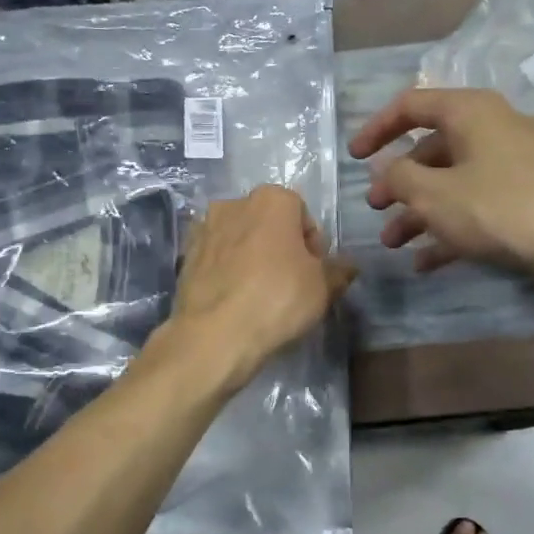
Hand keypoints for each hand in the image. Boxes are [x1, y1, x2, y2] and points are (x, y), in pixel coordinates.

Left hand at [159, 184, 355, 387]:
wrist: (215, 334)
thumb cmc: (278, 300)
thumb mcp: (323, 288)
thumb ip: (338, 270)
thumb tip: (348, 266)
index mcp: (272, 199)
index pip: (302, 214)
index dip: (312, 245)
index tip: (313, 272)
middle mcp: (234, 203)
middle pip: (268, 222)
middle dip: (280, 246)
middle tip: (290, 282)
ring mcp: (204, 227)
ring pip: (240, 238)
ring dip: (251, 256)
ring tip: (259, 293)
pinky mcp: (185, 254)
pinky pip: (216, 256)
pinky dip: (226, 269)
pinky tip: (234, 298)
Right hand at [350, 87, 533, 277]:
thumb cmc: (496, 206)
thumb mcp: (431, 194)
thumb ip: (398, 176)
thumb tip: (386, 166)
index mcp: (470, 111)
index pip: (411, 106)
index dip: (376, 130)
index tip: (355, 158)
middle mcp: (497, 126)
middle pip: (434, 149)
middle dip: (399, 182)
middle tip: (377, 208)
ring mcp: (521, 160)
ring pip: (457, 180)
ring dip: (422, 210)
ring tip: (395, 243)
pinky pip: (484, 203)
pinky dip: (455, 225)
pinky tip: (430, 261)